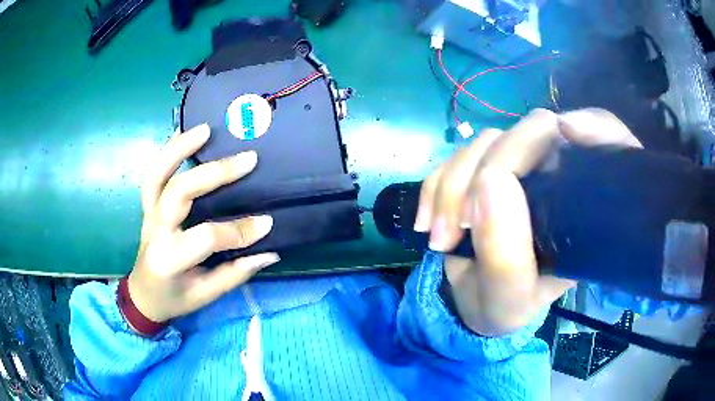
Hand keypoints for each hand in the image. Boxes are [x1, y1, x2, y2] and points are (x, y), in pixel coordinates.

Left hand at [127, 123, 279, 322]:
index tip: (267, 223)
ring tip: (206, 129)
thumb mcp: (206, 295)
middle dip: (214, 173)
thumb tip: (270, 251)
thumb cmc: (174, 298)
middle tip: (248, 159)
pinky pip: (153, 173)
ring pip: (158, 173)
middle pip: (179, 192)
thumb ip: (235, 273)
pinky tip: (183, 133)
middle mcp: (156, 230)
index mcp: (170, 259)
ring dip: (180, 148)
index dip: (238, 230)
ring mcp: (148, 213)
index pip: (206, 237)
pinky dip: (167, 151)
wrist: (143, 294)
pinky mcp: (148, 205)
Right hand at [414, 108, 641, 335]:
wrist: (472, 303)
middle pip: (533, 131)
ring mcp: (517, 168)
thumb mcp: (510, 297)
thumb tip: (491, 179)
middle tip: (459, 225)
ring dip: (452, 184)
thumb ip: (506, 253)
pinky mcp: (482, 170)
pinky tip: (426, 222)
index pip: (606, 142)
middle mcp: (556, 177)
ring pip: (487, 141)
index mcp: (582, 206)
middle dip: (489, 169)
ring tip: (438, 237)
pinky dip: (435, 185)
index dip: (596, 127)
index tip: (568, 133)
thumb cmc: (505, 306)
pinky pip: (455, 156)